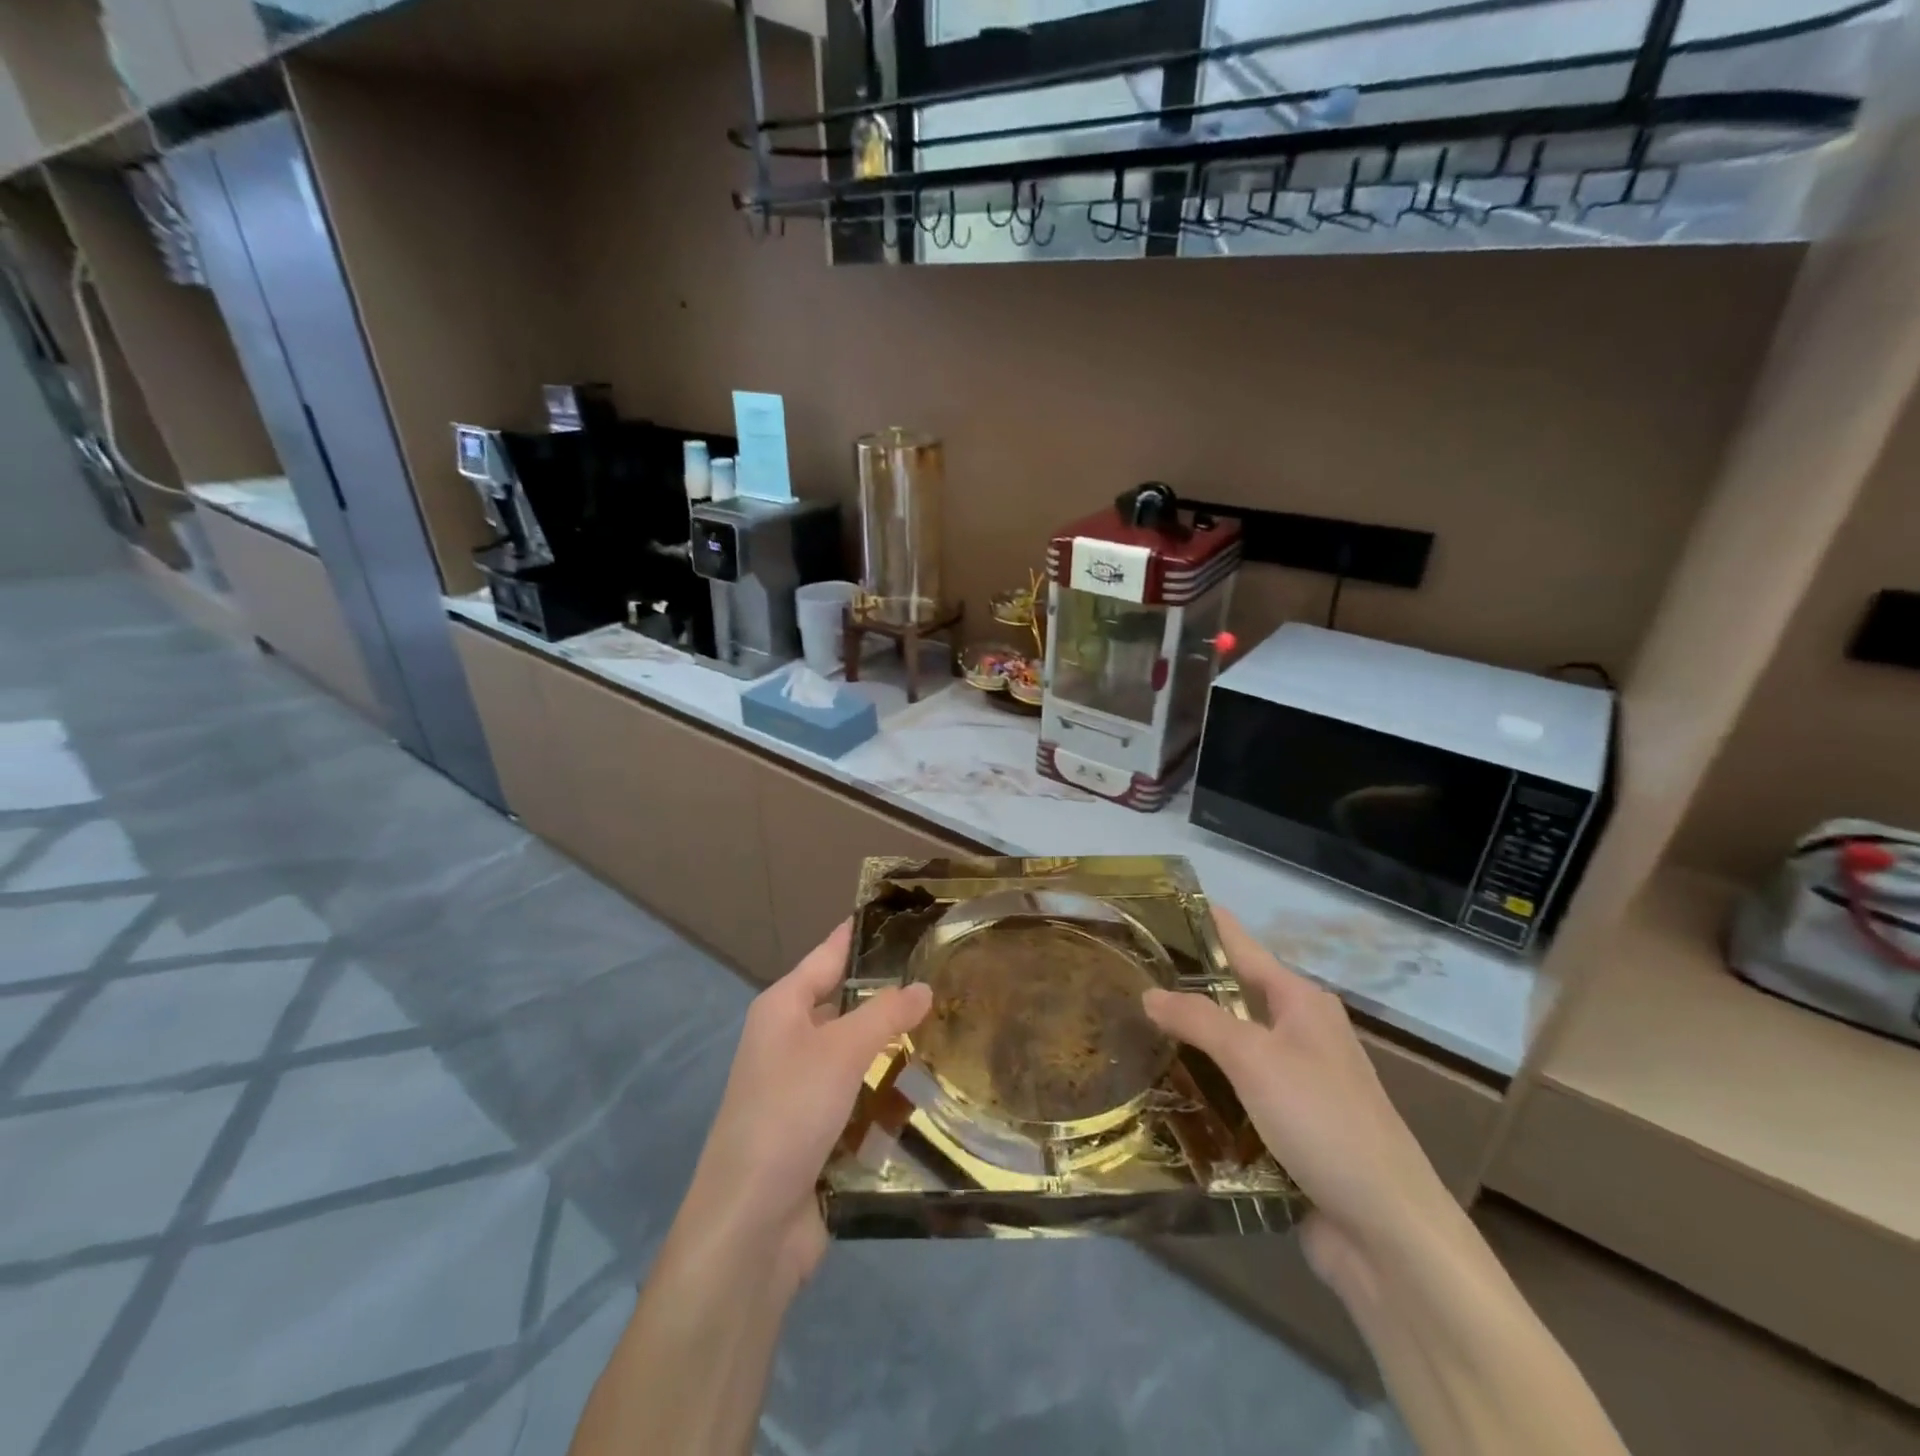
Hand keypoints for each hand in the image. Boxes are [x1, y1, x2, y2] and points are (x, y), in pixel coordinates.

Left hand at [679, 921, 931, 1292]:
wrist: (751, 1225)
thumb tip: (923, 988)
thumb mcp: (839, 1052)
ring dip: (896, 1049)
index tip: (902, 914)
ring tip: (955, 1028)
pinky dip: (891, 1094)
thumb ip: (884, 1014)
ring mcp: (804, 1090)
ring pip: (860, 1055)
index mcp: (782, 1008)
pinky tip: (933, 1089)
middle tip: (949, 976)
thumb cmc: (788, 1114)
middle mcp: (790, 1041)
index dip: (861, 934)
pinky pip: (863, 1099)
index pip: (828, 955)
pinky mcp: (820, 1132)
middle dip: (892, 996)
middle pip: (847, 1006)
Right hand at [1142, 907, 1458, 1297]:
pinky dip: (1203, 1087)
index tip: (1155, 907)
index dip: (1203, 924)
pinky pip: (1234, 1092)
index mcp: (1301, 1001)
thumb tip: (1149, 992)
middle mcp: (1300, 1032)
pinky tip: (1161, 1088)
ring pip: (1230, 1047)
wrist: (1387, 1232)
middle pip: (1233, 997)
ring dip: (1189, 1041)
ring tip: (1129, 1027)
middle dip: (1184, 986)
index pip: (1242, 946)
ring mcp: (1295, 1082)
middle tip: (1125, 974)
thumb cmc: (1323, 1122)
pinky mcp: (1287, 1126)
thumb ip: (1199, 1019)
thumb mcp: (1255, 1059)